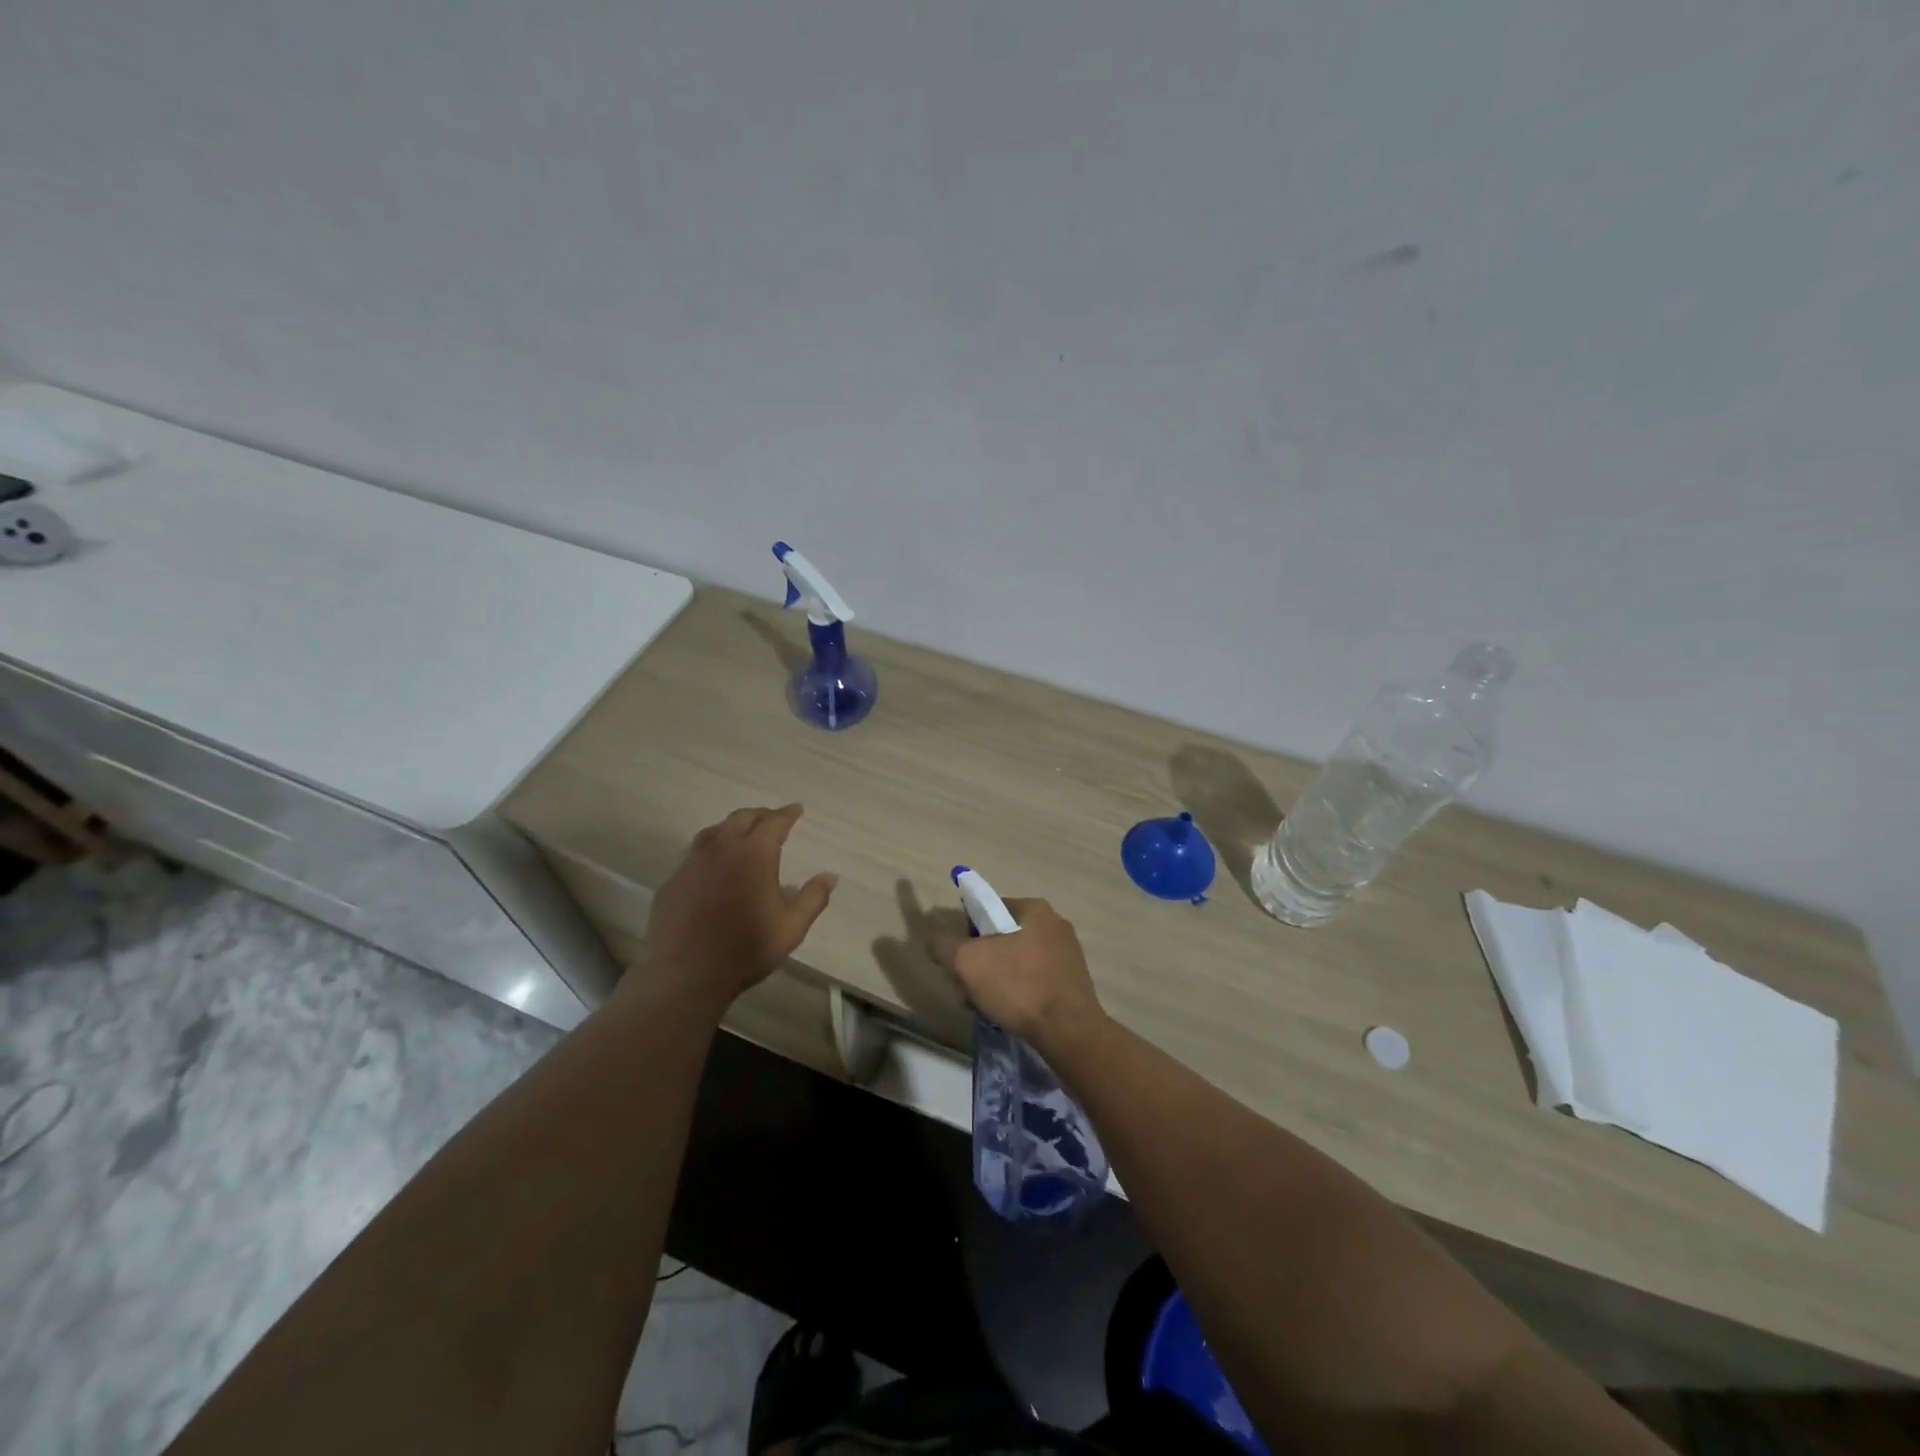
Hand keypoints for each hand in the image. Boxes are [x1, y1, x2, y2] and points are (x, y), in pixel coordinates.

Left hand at [639, 804, 836, 1008]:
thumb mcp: (791, 927)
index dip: (787, 814)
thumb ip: (813, 898)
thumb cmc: (746, 949)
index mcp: (754, 854)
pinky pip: (694, 854)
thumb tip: (830, 876)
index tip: (796, 809)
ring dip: (732, 828)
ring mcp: (692, 863)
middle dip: (760, 815)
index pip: (774, 822)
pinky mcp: (673, 881)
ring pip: (713, 832)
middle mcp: (721, 849)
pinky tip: (713, 867)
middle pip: (741, 818)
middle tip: (772, 819)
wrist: (686, 975)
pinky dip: (710, 850)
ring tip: (742, 836)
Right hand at [928, 897, 1105, 1047]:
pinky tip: (1009, 1014)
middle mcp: (1054, 924)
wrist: (1068, 1032)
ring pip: (1016, 961)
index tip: (960, 962)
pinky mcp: (1072, 982)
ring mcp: (1067, 954)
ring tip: (985, 1007)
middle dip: (980, 963)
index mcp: (1034, 908)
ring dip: (995, 980)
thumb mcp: (967, 961)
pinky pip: (1034, 980)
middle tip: (968, 990)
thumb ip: (944, 945)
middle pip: (1001, 937)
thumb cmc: (1018, 985)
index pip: (988, 909)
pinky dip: (1018, 993)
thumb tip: (935, 940)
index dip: (967, 934)